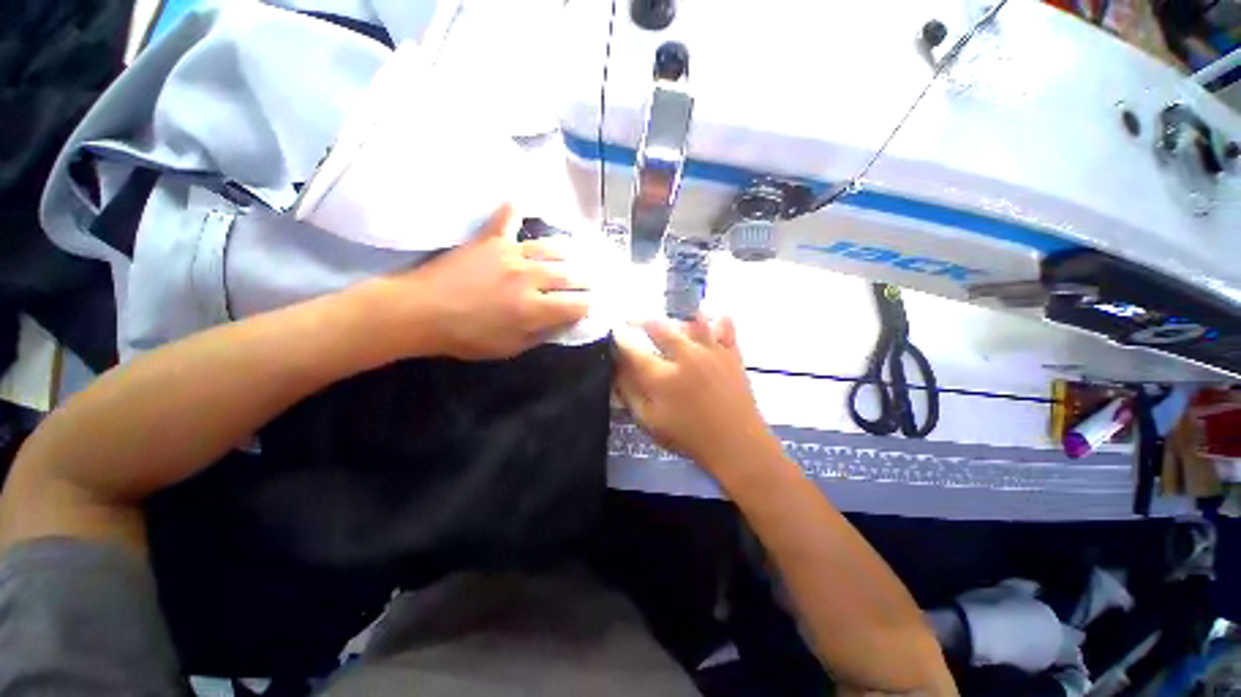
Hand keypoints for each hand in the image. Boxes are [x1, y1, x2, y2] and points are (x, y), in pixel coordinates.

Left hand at [371, 204, 589, 360]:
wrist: (419, 311)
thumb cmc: (466, 336)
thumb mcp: (509, 348)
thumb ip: (542, 334)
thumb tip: (565, 322)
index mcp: (534, 309)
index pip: (578, 304)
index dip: (592, 305)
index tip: (596, 305)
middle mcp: (530, 278)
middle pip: (572, 274)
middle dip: (589, 279)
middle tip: (594, 280)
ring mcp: (511, 254)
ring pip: (552, 247)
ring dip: (570, 252)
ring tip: (578, 255)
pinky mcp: (490, 239)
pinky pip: (509, 217)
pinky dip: (519, 209)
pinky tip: (527, 201)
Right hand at [615, 316, 778, 469]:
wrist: (736, 445)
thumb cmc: (688, 436)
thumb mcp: (650, 421)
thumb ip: (630, 394)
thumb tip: (616, 371)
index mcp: (661, 377)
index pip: (631, 350)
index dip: (619, 341)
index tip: (613, 336)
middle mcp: (684, 356)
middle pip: (657, 327)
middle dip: (640, 321)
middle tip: (633, 320)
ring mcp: (710, 351)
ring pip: (690, 320)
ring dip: (675, 319)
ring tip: (670, 322)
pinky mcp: (731, 353)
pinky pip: (725, 326)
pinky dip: (717, 320)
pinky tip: (710, 321)